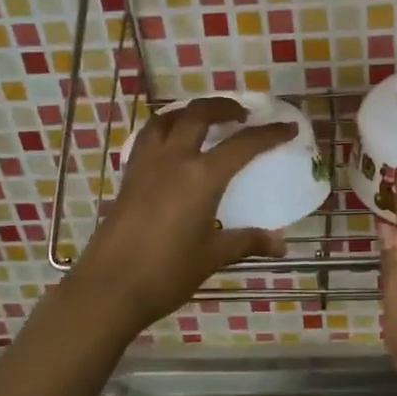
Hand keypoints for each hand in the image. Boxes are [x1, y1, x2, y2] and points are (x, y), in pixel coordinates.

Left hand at [72, 96, 298, 331]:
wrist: (109, 288)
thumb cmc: (167, 272)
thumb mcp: (212, 256)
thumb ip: (246, 242)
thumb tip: (280, 244)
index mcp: (201, 177)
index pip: (242, 145)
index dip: (269, 134)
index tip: (287, 127)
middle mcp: (173, 160)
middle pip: (198, 114)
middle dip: (223, 107)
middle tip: (242, 115)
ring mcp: (145, 165)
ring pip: (166, 120)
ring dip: (188, 112)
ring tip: (203, 121)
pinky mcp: (128, 177)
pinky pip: (147, 138)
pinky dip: (165, 130)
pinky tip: (172, 148)